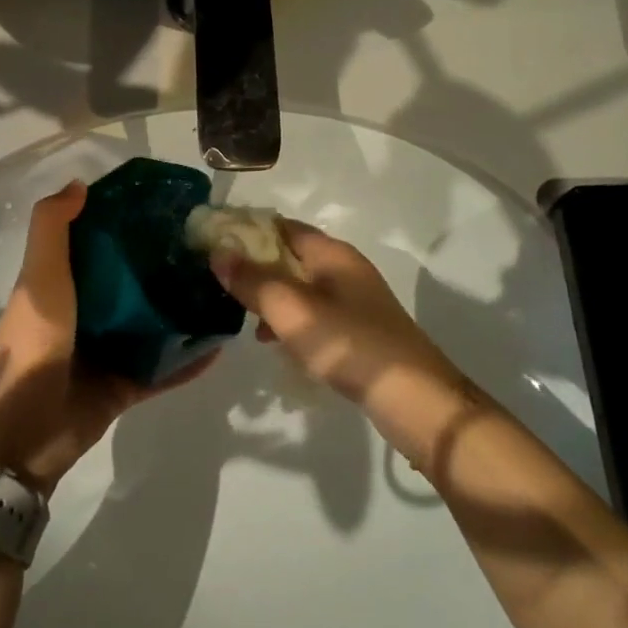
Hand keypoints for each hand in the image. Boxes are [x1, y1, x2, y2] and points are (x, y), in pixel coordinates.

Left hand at [0, 180, 215, 495]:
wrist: (24, 432)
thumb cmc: (33, 342)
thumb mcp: (39, 276)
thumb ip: (52, 228)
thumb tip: (80, 183)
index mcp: (63, 284)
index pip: (98, 243)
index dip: (126, 222)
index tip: (164, 206)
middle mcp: (87, 313)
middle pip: (131, 282)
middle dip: (163, 265)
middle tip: (207, 246)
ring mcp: (107, 352)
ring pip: (152, 324)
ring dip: (181, 310)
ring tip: (222, 288)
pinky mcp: (124, 386)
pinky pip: (163, 368)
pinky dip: (189, 358)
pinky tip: (221, 343)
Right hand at [210, 221, 455, 404]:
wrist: (416, 402)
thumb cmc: (350, 345)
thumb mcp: (293, 312)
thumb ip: (254, 281)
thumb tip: (218, 251)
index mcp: (332, 254)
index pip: (281, 226)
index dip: (246, 230)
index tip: (212, 243)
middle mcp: (345, 270)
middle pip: (290, 256)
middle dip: (254, 266)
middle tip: (219, 283)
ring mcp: (354, 302)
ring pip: (300, 288)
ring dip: (270, 297)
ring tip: (240, 317)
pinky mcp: (358, 332)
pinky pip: (313, 315)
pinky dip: (290, 322)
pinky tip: (274, 344)